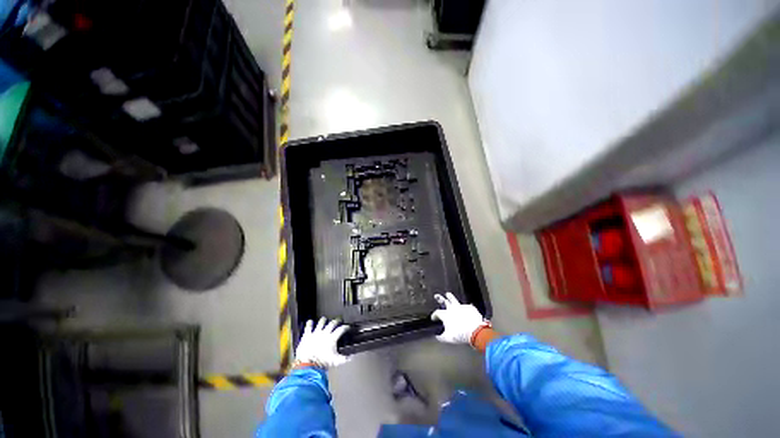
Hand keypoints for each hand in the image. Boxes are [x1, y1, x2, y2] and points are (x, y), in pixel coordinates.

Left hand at [294, 318, 350, 368]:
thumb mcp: (337, 361)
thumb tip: (350, 358)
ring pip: (320, 323)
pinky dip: (309, 323)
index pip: (340, 330)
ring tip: (324, 319)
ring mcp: (315, 333)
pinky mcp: (307, 335)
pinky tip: (310, 321)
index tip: (346, 327)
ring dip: (323, 321)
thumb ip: (345, 359)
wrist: (309, 361)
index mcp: (332, 339)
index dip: (345, 327)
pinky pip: (308, 327)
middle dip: (335, 322)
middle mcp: (324, 334)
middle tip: (337, 320)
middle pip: (331, 324)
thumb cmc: (322, 361)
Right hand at [431, 293, 488, 344]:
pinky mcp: (470, 308)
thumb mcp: (447, 338)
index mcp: (446, 315)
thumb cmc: (459, 334)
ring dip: (451, 298)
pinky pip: (465, 306)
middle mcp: (453, 309)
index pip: (437, 313)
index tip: (434, 318)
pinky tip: (464, 307)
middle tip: (437, 296)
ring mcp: (462, 307)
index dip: (434, 315)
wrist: (474, 331)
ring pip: (455, 301)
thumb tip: (437, 336)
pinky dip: (463, 307)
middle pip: (445, 302)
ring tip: (448, 294)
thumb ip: (441, 337)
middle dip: (440, 299)